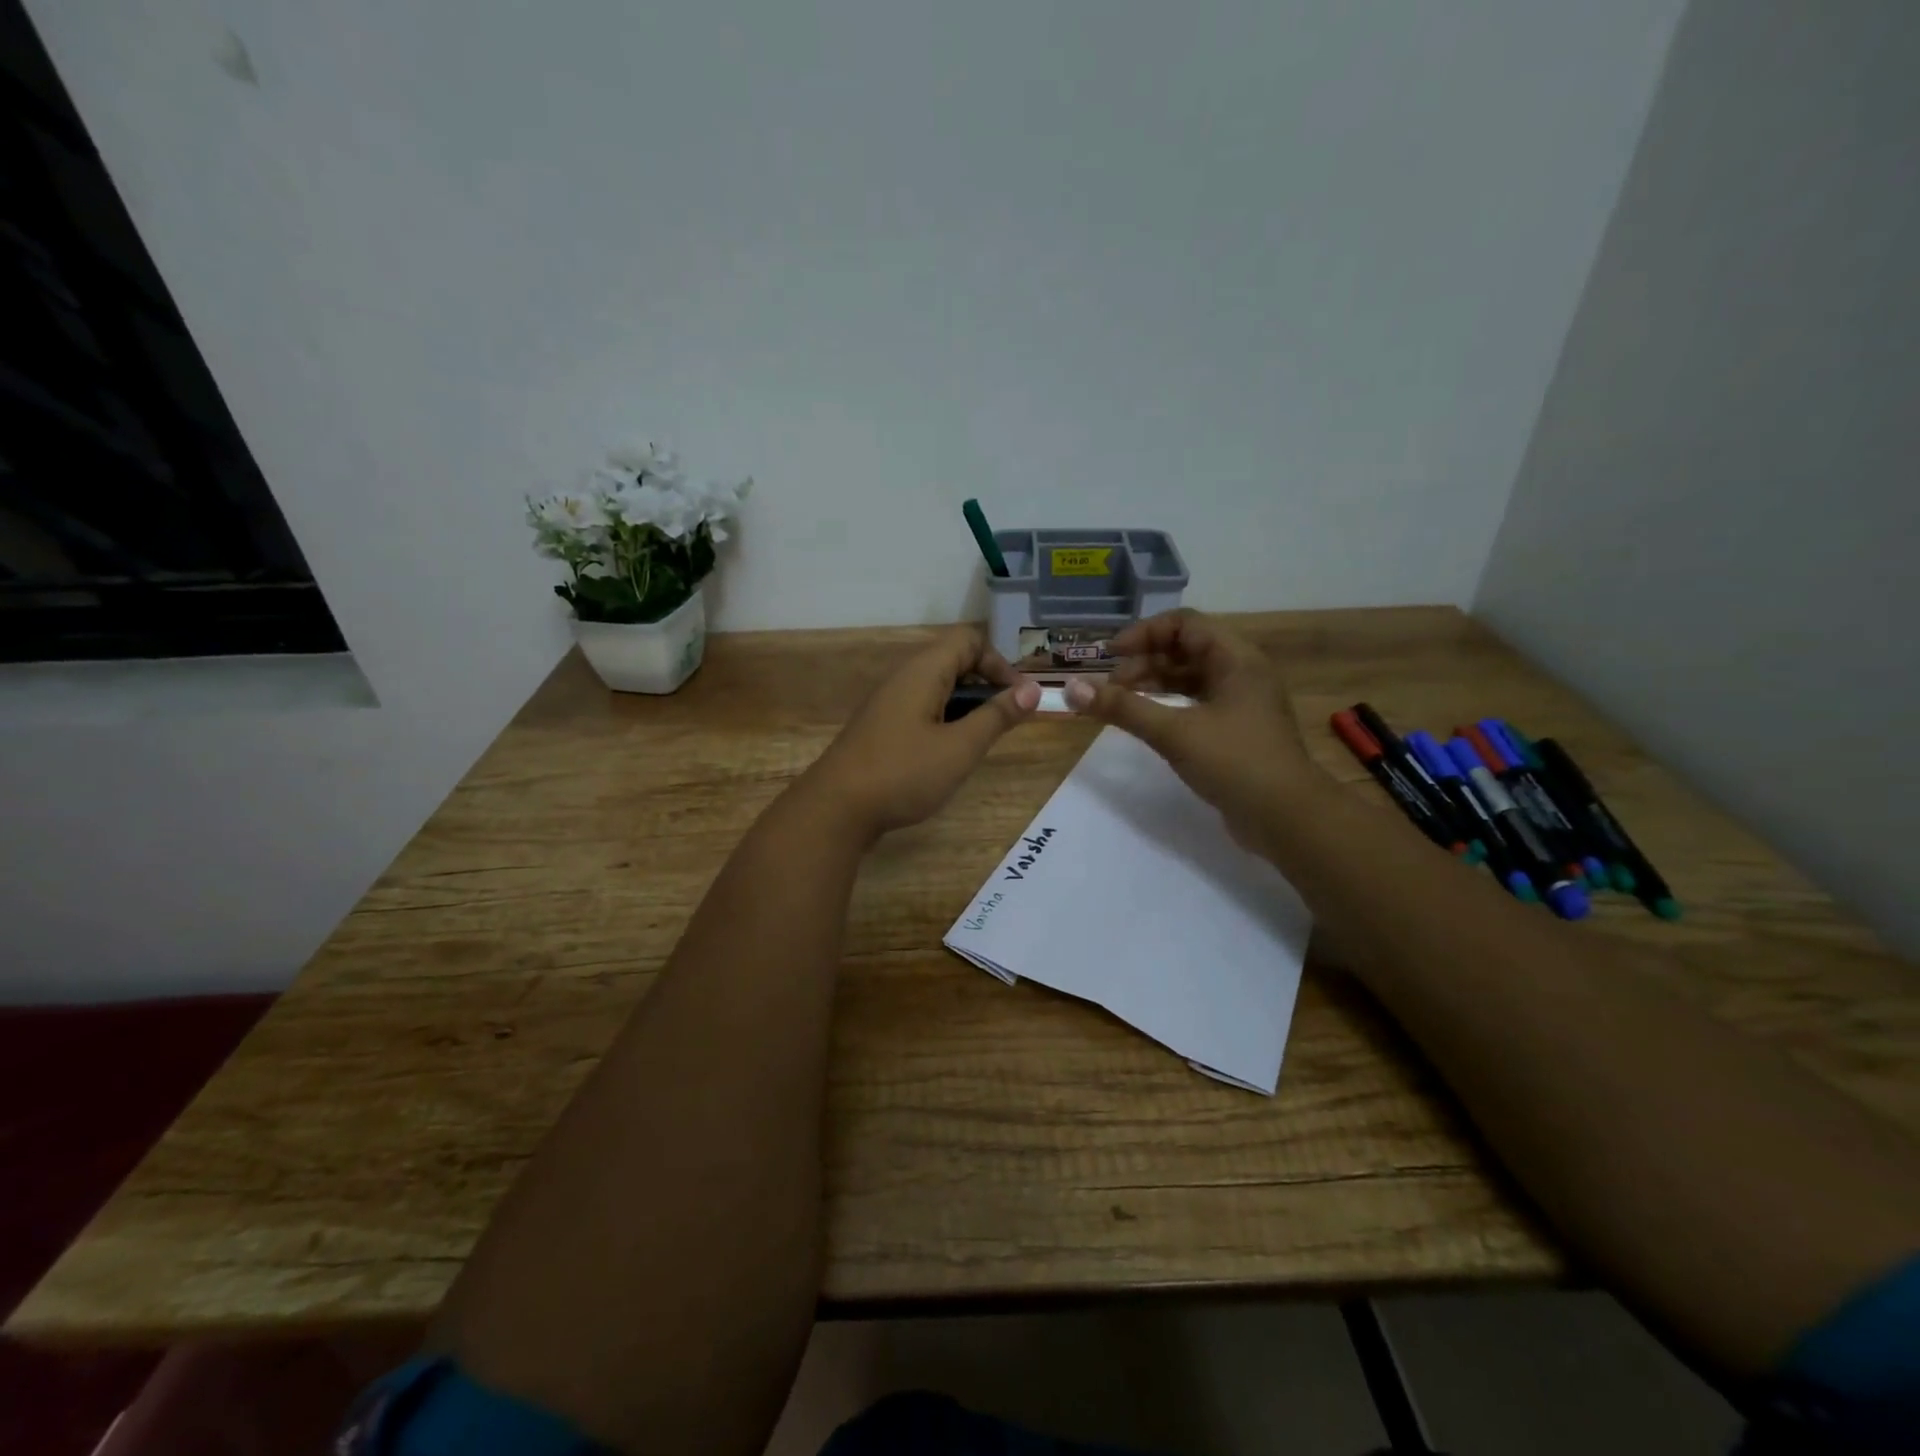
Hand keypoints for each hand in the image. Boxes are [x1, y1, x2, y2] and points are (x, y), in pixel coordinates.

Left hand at [802, 627, 1040, 841]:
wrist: (835, 809)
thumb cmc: (903, 773)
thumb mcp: (960, 748)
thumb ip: (996, 717)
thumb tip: (1032, 690)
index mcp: (923, 672)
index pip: (969, 640)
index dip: (1000, 662)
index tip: (1019, 698)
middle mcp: (904, 679)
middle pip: (953, 661)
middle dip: (986, 685)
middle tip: (1006, 720)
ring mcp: (889, 704)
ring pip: (938, 688)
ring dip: (966, 706)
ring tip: (982, 740)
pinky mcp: (882, 729)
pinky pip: (922, 710)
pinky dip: (945, 721)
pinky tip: (950, 754)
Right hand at [1062, 610, 1324, 843]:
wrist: (1288, 819)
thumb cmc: (1235, 763)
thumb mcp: (1174, 732)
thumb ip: (1123, 708)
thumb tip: (1071, 689)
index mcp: (1236, 659)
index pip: (1184, 624)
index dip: (1144, 633)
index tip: (1110, 656)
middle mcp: (1241, 672)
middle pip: (1185, 649)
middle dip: (1144, 661)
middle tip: (1111, 687)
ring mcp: (1241, 702)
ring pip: (1190, 678)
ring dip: (1154, 684)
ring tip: (1121, 703)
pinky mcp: (1236, 730)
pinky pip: (1196, 703)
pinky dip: (1168, 706)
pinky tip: (1147, 721)